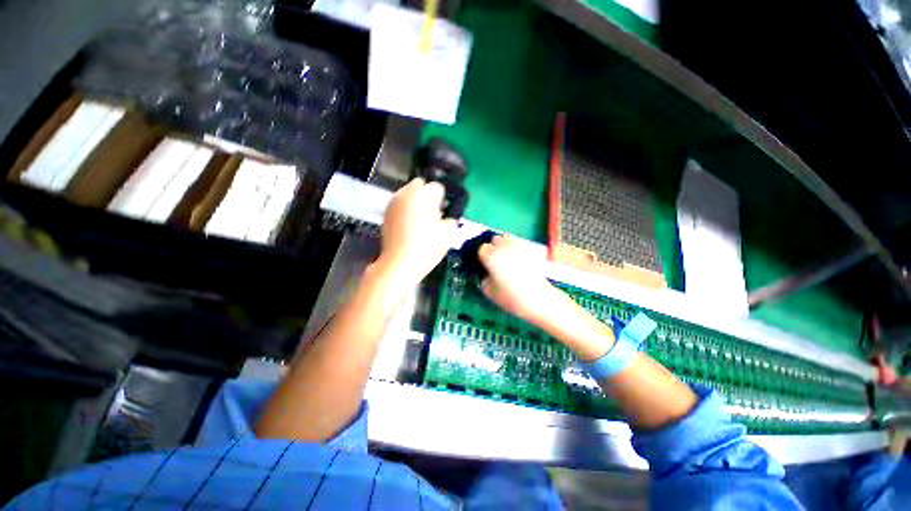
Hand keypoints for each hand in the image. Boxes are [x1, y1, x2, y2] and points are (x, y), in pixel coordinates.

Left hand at [376, 178, 457, 286]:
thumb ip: (452, 219)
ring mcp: (394, 202)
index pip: (438, 187)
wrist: (400, 263)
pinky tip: (409, 225)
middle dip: (428, 195)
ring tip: (420, 220)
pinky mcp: (386, 213)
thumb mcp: (448, 233)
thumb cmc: (427, 246)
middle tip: (433, 213)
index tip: (444, 211)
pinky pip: (400, 204)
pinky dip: (406, 209)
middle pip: (420, 185)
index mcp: (424, 194)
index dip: (443, 199)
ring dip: (416, 201)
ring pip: (408, 193)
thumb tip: (447, 217)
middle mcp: (407, 193)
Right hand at [478, 235, 561, 324]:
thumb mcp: (489, 291)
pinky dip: (519, 249)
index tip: (486, 264)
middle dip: (495, 248)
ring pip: (509, 239)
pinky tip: (522, 261)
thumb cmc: (511, 296)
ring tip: (509, 258)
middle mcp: (504, 246)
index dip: (483, 257)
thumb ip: (484, 279)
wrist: (539, 298)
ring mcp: (519, 245)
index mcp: (491, 256)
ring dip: (506, 246)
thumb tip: (487, 273)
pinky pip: (521, 244)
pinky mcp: (532, 248)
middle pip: (495, 239)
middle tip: (497, 260)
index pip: (482, 249)